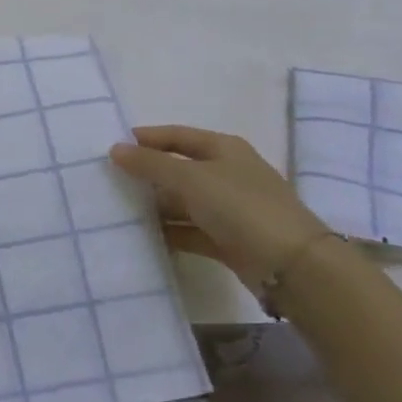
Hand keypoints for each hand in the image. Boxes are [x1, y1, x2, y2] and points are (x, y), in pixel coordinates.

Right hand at [109, 125, 329, 290]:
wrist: (292, 266)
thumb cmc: (240, 206)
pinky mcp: (229, 240)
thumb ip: (150, 163)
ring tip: (119, 210)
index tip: (112, 147)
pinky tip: (143, 237)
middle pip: (179, 168)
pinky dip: (170, 232)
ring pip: (183, 201)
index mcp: (224, 148)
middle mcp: (227, 173)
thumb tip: (115, 149)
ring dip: (156, 206)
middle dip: (147, 174)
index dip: (145, 138)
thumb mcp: (190, 178)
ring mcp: (230, 208)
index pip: (176, 135)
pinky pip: (191, 230)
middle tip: (109, 180)